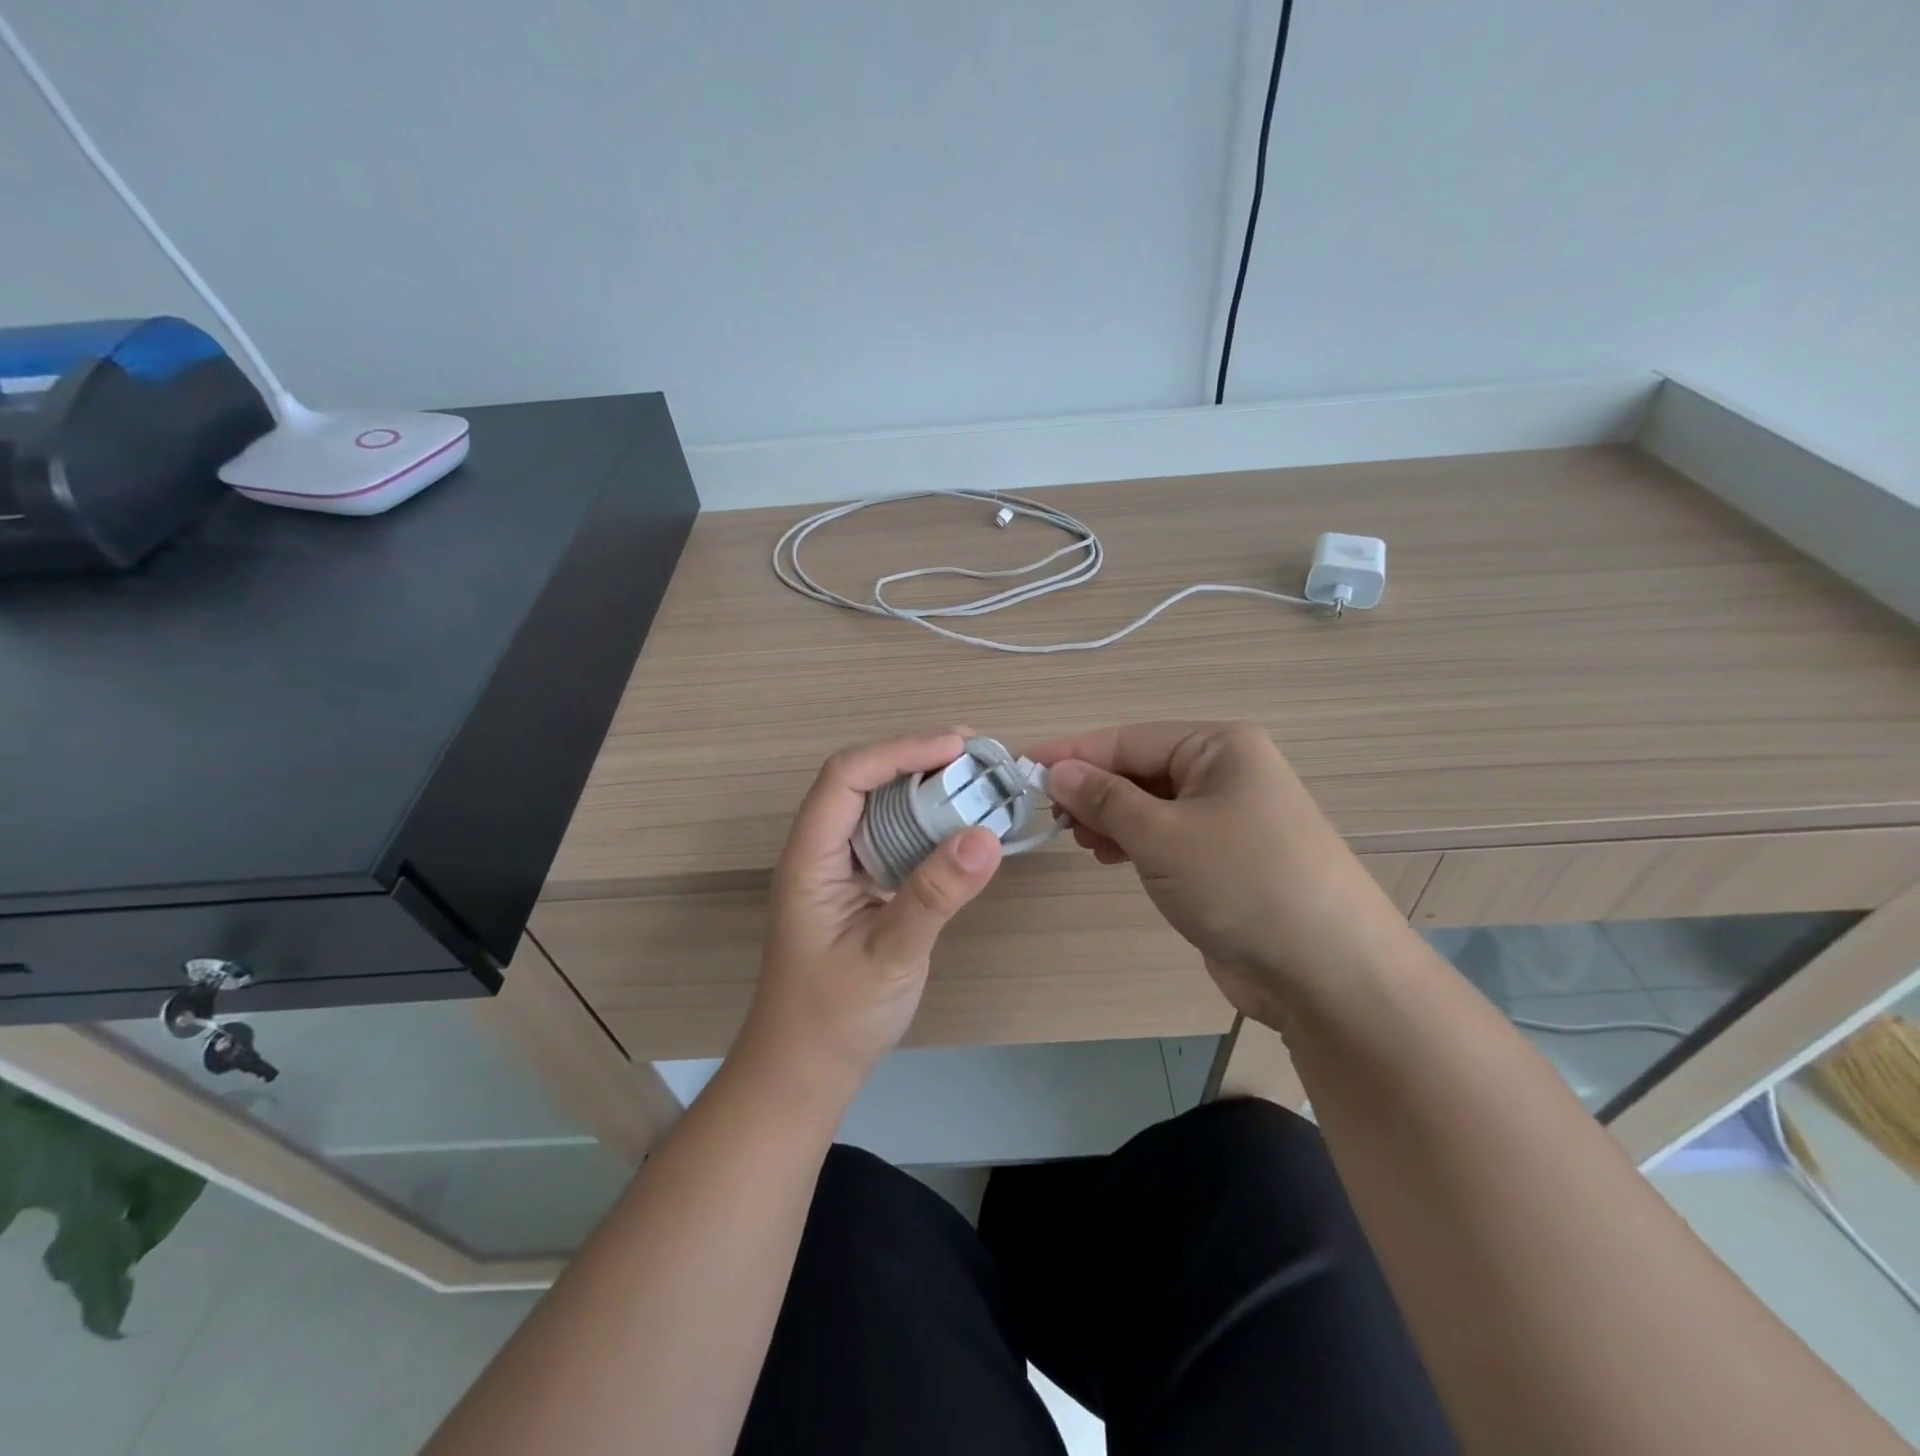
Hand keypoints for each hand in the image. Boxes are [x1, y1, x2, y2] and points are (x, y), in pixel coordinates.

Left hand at [739, 730, 1002, 1101]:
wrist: (804, 1072)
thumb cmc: (834, 1018)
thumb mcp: (889, 956)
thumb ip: (934, 896)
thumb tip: (985, 835)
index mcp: (810, 857)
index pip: (846, 777)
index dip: (899, 750)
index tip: (956, 747)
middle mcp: (821, 852)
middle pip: (861, 781)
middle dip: (915, 757)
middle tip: (975, 752)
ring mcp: (840, 869)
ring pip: (878, 806)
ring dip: (923, 786)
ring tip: (974, 777)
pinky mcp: (860, 888)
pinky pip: (892, 838)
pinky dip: (927, 822)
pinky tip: (960, 824)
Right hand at [1030, 722, 1399, 1025]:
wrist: (1326, 972)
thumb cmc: (1241, 882)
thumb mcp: (1162, 835)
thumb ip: (1104, 798)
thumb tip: (1057, 771)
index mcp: (1219, 747)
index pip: (1129, 739)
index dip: (1073, 753)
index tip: (1021, 765)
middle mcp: (1226, 772)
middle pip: (1140, 769)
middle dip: (1093, 790)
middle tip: (1051, 816)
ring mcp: (1228, 818)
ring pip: (1151, 804)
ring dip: (1110, 818)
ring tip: (1078, 839)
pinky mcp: (1225, 859)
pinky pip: (1166, 836)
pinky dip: (1134, 842)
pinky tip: (1110, 856)